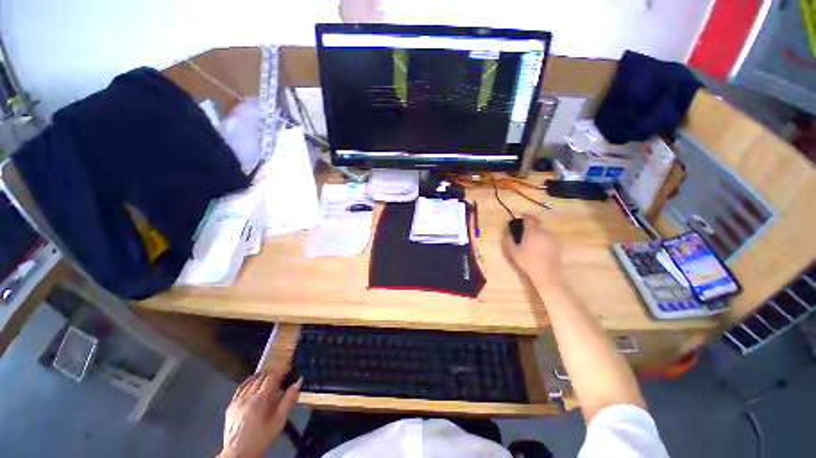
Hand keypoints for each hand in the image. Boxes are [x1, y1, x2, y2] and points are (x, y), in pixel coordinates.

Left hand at [218, 371, 302, 457]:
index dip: (281, 371)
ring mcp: (236, 401)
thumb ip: (288, 401)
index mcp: (260, 400)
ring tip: (269, 377)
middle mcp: (247, 397)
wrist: (237, 455)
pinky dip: (248, 382)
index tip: (289, 369)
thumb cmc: (261, 439)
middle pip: (261, 377)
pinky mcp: (230, 406)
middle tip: (281, 374)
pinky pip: (240, 388)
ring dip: (261, 376)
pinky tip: (253, 383)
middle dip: (272, 373)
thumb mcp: (279, 422)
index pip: (271, 377)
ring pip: (250, 381)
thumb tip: (298, 382)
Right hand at [502, 214, 564, 291]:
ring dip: (536, 230)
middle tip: (524, 227)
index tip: (520, 217)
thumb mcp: (512, 251)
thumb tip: (507, 231)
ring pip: (543, 229)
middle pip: (537, 222)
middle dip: (530, 222)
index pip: (529, 218)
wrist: (546, 273)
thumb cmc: (527, 261)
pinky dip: (542, 237)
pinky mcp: (557, 244)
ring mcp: (552, 237)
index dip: (524, 216)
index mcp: (532, 231)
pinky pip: (548, 236)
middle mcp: (543, 231)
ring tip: (530, 238)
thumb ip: (508, 239)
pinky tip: (538, 245)